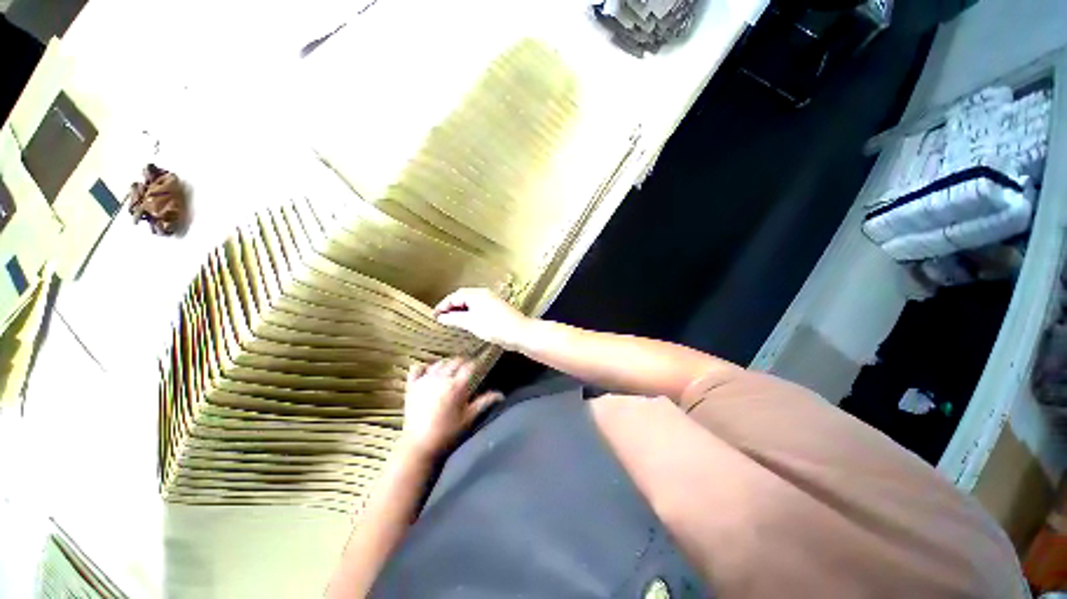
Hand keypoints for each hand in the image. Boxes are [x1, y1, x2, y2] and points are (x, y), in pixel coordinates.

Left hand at [400, 358, 502, 460]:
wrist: (419, 446)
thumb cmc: (448, 433)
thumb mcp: (470, 418)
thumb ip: (485, 403)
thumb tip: (501, 395)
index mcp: (457, 386)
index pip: (470, 366)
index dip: (476, 365)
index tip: (479, 368)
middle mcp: (441, 378)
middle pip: (455, 361)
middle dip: (463, 363)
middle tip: (466, 370)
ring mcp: (425, 381)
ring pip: (438, 363)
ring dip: (446, 364)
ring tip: (450, 371)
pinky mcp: (411, 386)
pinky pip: (417, 368)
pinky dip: (424, 367)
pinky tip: (428, 372)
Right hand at [434, 288, 530, 350]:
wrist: (520, 332)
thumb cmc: (494, 326)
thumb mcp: (471, 323)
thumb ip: (454, 319)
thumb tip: (441, 317)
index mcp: (477, 294)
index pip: (455, 296)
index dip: (443, 305)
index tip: (433, 316)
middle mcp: (484, 294)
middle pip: (463, 297)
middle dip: (451, 307)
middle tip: (440, 318)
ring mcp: (491, 301)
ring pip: (471, 303)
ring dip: (460, 311)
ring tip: (450, 322)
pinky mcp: (496, 309)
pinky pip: (478, 308)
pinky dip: (469, 314)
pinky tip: (466, 323)